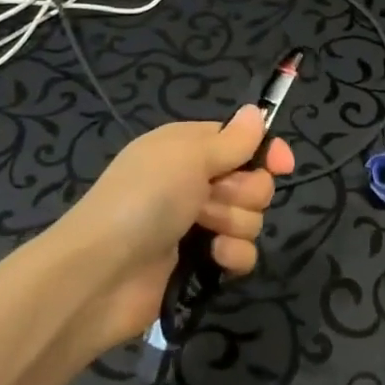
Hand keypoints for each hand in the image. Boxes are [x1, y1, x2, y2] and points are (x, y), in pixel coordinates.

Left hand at [57, 106, 293, 351]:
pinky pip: (242, 254)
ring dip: (234, 224)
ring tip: (205, 232)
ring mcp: (197, 224)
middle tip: (213, 199)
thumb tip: (257, 112)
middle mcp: (195, 182)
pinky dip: (232, 256)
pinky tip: (213, 259)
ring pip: (250, 218)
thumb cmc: (144, 200)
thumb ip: (231, 140)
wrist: (102, 273)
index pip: (241, 140)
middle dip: (244, 192)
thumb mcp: (187, 156)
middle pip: (252, 180)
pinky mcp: (201, 263)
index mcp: (188, 148)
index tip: (282, 164)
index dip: (264, 150)